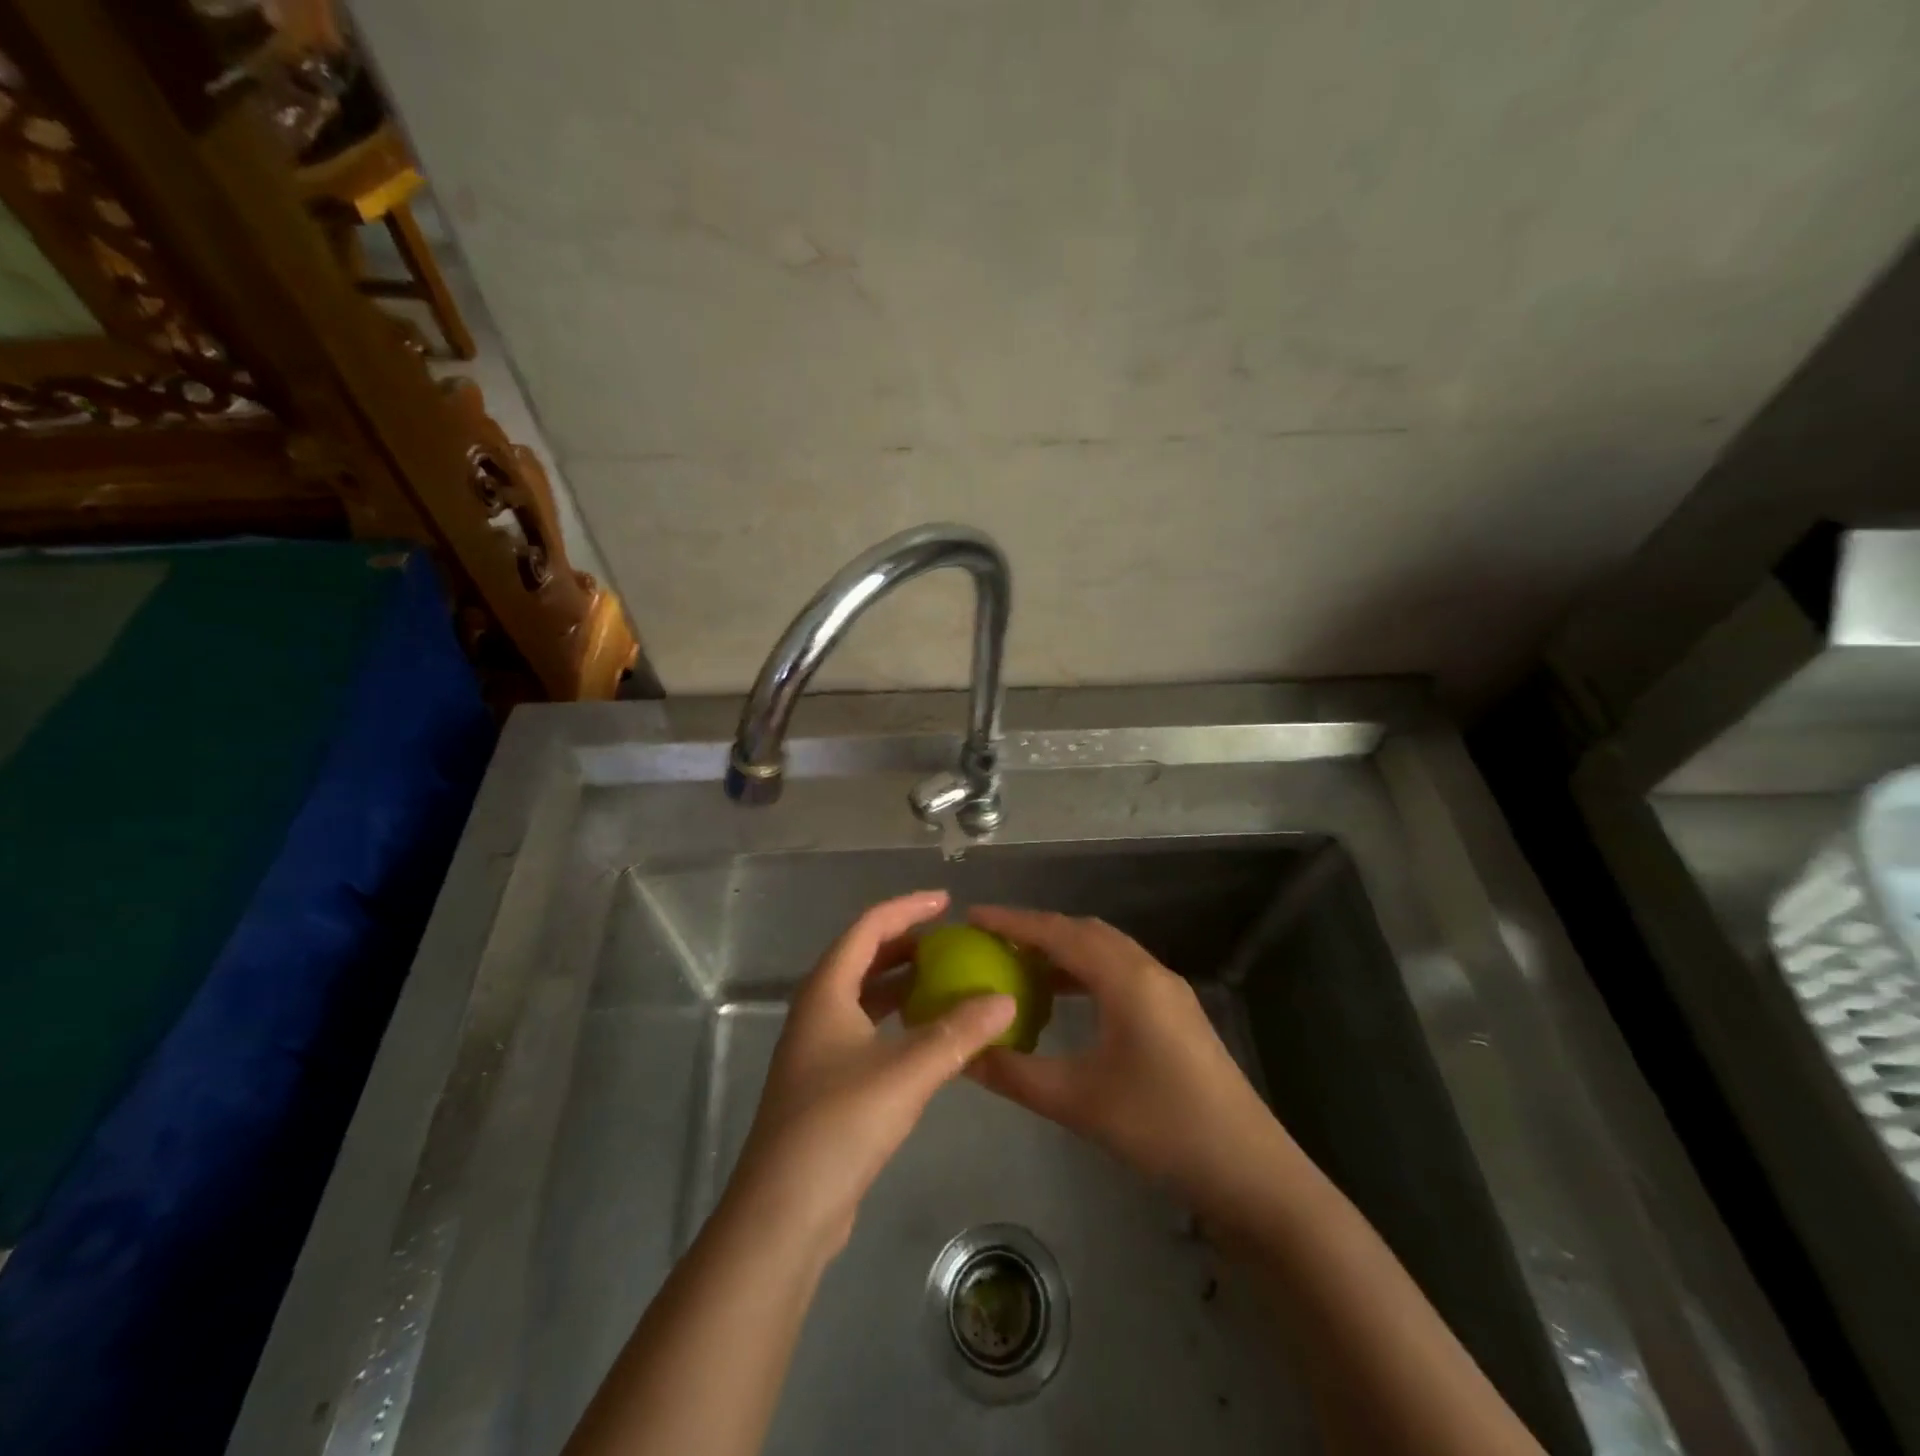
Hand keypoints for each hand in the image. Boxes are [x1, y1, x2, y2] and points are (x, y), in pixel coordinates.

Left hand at [724, 891, 1015, 1255]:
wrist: (784, 1213)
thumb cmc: (839, 1125)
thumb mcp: (906, 1072)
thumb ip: (958, 1033)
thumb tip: (1005, 999)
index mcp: (826, 992)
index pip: (868, 928)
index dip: (907, 909)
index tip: (946, 902)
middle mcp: (817, 1011)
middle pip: (863, 958)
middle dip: (906, 943)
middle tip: (950, 940)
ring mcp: (818, 1049)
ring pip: (865, 997)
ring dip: (903, 982)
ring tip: (946, 978)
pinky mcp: (827, 1083)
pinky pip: (867, 1030)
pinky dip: (898, 1020)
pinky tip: (928, 1035)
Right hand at [966, 906, 1298, 1226]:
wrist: (1250, 1171)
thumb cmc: (1161, 1127)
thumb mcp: (1077, 1101)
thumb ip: (1015, 1073)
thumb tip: (963, 1055)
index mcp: (1126, 979)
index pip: (1059, 932)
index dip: (1013, 922)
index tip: (972, 916)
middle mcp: (1148, 971)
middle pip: (1084, 932)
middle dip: (1037, 930)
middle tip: (992, 942)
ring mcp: (1168, 991)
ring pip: (1106, 951)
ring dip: (1063, 951)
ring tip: (1021, 968)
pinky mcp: (1177, 1014)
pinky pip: (1121, 973)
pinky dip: (1086, 973)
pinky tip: (1066, 1003)